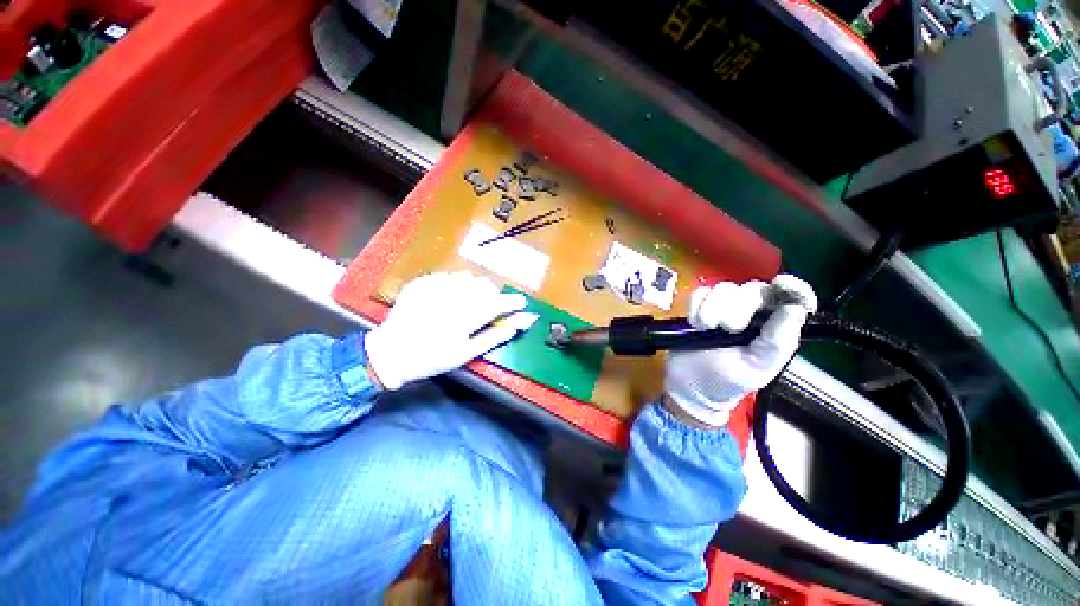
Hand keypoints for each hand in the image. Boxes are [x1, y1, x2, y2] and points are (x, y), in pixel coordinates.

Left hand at [364, 271, 536, 389]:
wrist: (390, 352)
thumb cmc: (432, 358)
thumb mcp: (465, 353)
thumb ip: (494, 337)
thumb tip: (518, 325)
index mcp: (465, 317)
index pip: (499, 303)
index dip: (513, 301)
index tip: (522, 303)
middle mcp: (453, 297)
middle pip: (485, 286)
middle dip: (493, 295)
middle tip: (488, 309)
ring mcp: (435, 286)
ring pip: (469, 278)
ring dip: (475, 289)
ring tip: (467, 303)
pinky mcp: (422, 282)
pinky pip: (449, 276)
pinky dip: (455, 285)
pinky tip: (447, 298)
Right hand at [664, 274, 816, 427]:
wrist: (689, 386)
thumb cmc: (727, 381)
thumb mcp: (758, 367)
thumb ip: (778, 341)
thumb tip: (795, 309)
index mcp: (773, 327)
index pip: (790, 298)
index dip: (792, 287)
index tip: (782, 283)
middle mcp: (751, 312)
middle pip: (752, 289)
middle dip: (739, 308)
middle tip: (728, 329)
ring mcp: (721, 307)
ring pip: (724, 288)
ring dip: (713, 308)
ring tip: (707, 329)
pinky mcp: (698, 307)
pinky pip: (699, 293)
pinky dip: (696, 307)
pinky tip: (696, 324)